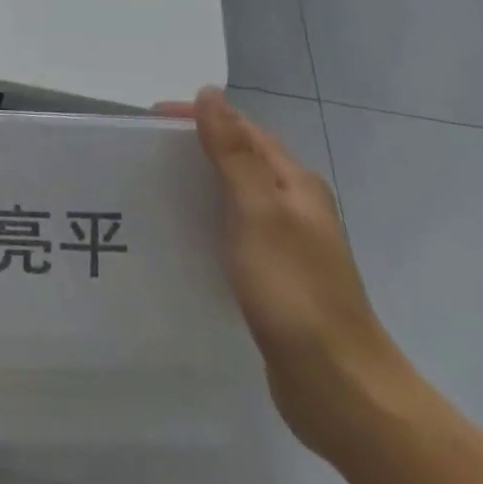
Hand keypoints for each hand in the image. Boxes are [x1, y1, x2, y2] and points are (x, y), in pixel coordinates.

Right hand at [161, 88, 409, 459]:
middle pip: (239, 159)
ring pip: (233, 196)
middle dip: (193, 148)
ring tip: (150, 187)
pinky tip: (179, 236)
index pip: (241, 130)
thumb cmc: (296, 291)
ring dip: (197, 184)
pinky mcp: (274, 279)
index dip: (198, 117)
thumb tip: (209, 93)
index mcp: (295, 183)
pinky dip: (205, 221)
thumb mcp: (258, 212)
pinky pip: (232, 232)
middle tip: (142, 152)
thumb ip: (233, 152)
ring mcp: (287, 245)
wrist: (341, 390)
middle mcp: (294, 206)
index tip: (148, 121)